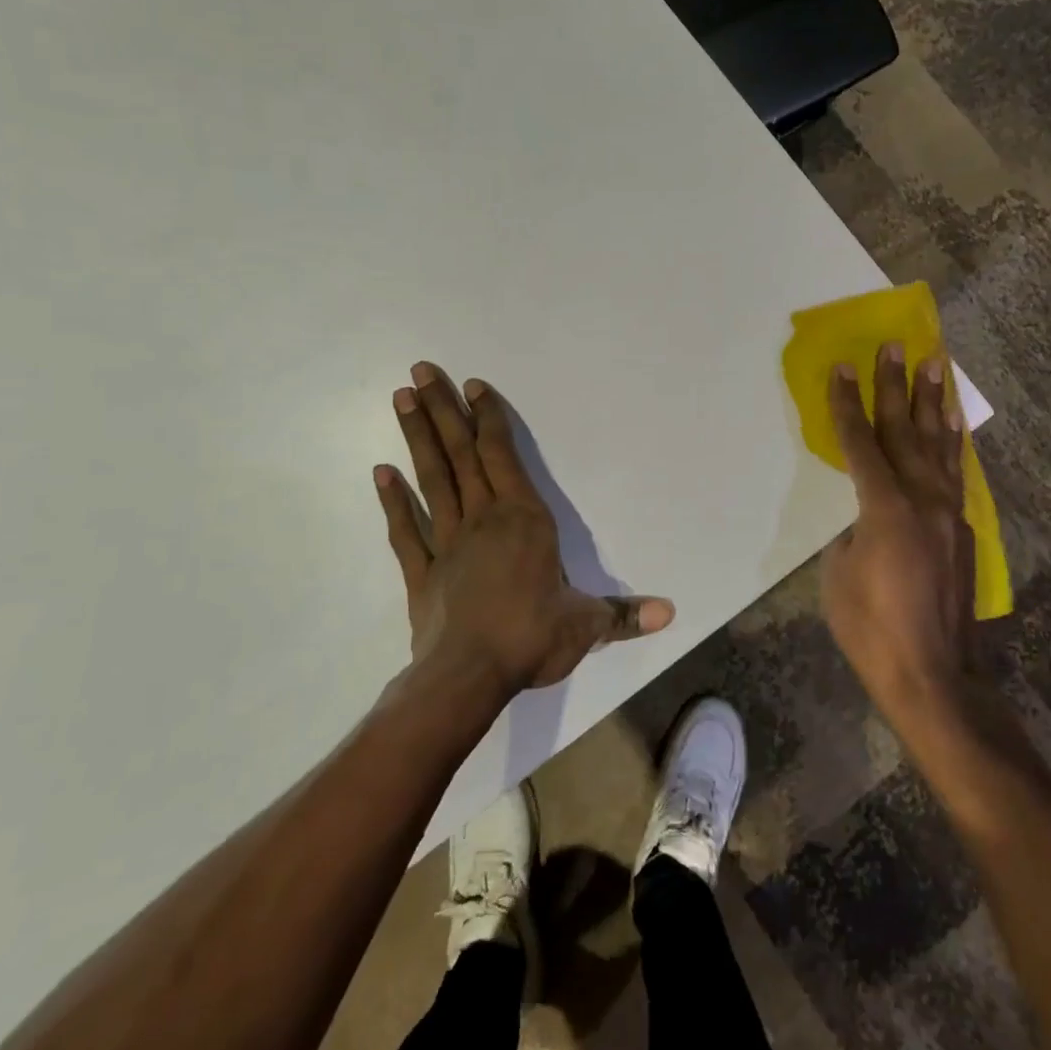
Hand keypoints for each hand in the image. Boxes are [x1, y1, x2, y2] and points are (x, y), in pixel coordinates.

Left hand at [375, 362, 673, 701]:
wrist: (468, 678)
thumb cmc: (532, 638)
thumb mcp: (586, 625)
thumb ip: (624, 614)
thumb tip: (671, 612)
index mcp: (524, 520)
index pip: (502, 456)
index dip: (488, 418)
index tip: (472, 386)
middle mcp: (483, 520)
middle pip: (460, 455)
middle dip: (442, 410)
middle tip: (419, 371)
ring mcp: (447, 544)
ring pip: (432, 480)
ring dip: (417, 438)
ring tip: (400, 399)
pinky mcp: (422, 573)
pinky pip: (405, 531)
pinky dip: (392, 501)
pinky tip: (380, 472)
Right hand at [819, 343, 975, 719]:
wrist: (934, 676)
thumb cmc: (872, 629)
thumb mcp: (839, 574)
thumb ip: (852, 530)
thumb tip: (866, 515)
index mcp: (886, 508)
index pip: (861, 443)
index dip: (848, 404)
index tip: (843, 367)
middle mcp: (924, 500)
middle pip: (905, 431)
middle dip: (897, 386)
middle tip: (898, 346)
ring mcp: (950, 514)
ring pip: (940, 445)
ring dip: (934, 404)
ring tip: (937, 366)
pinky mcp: (964, 531)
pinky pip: (955, 473)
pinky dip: (951, 443)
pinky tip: (951, 427)